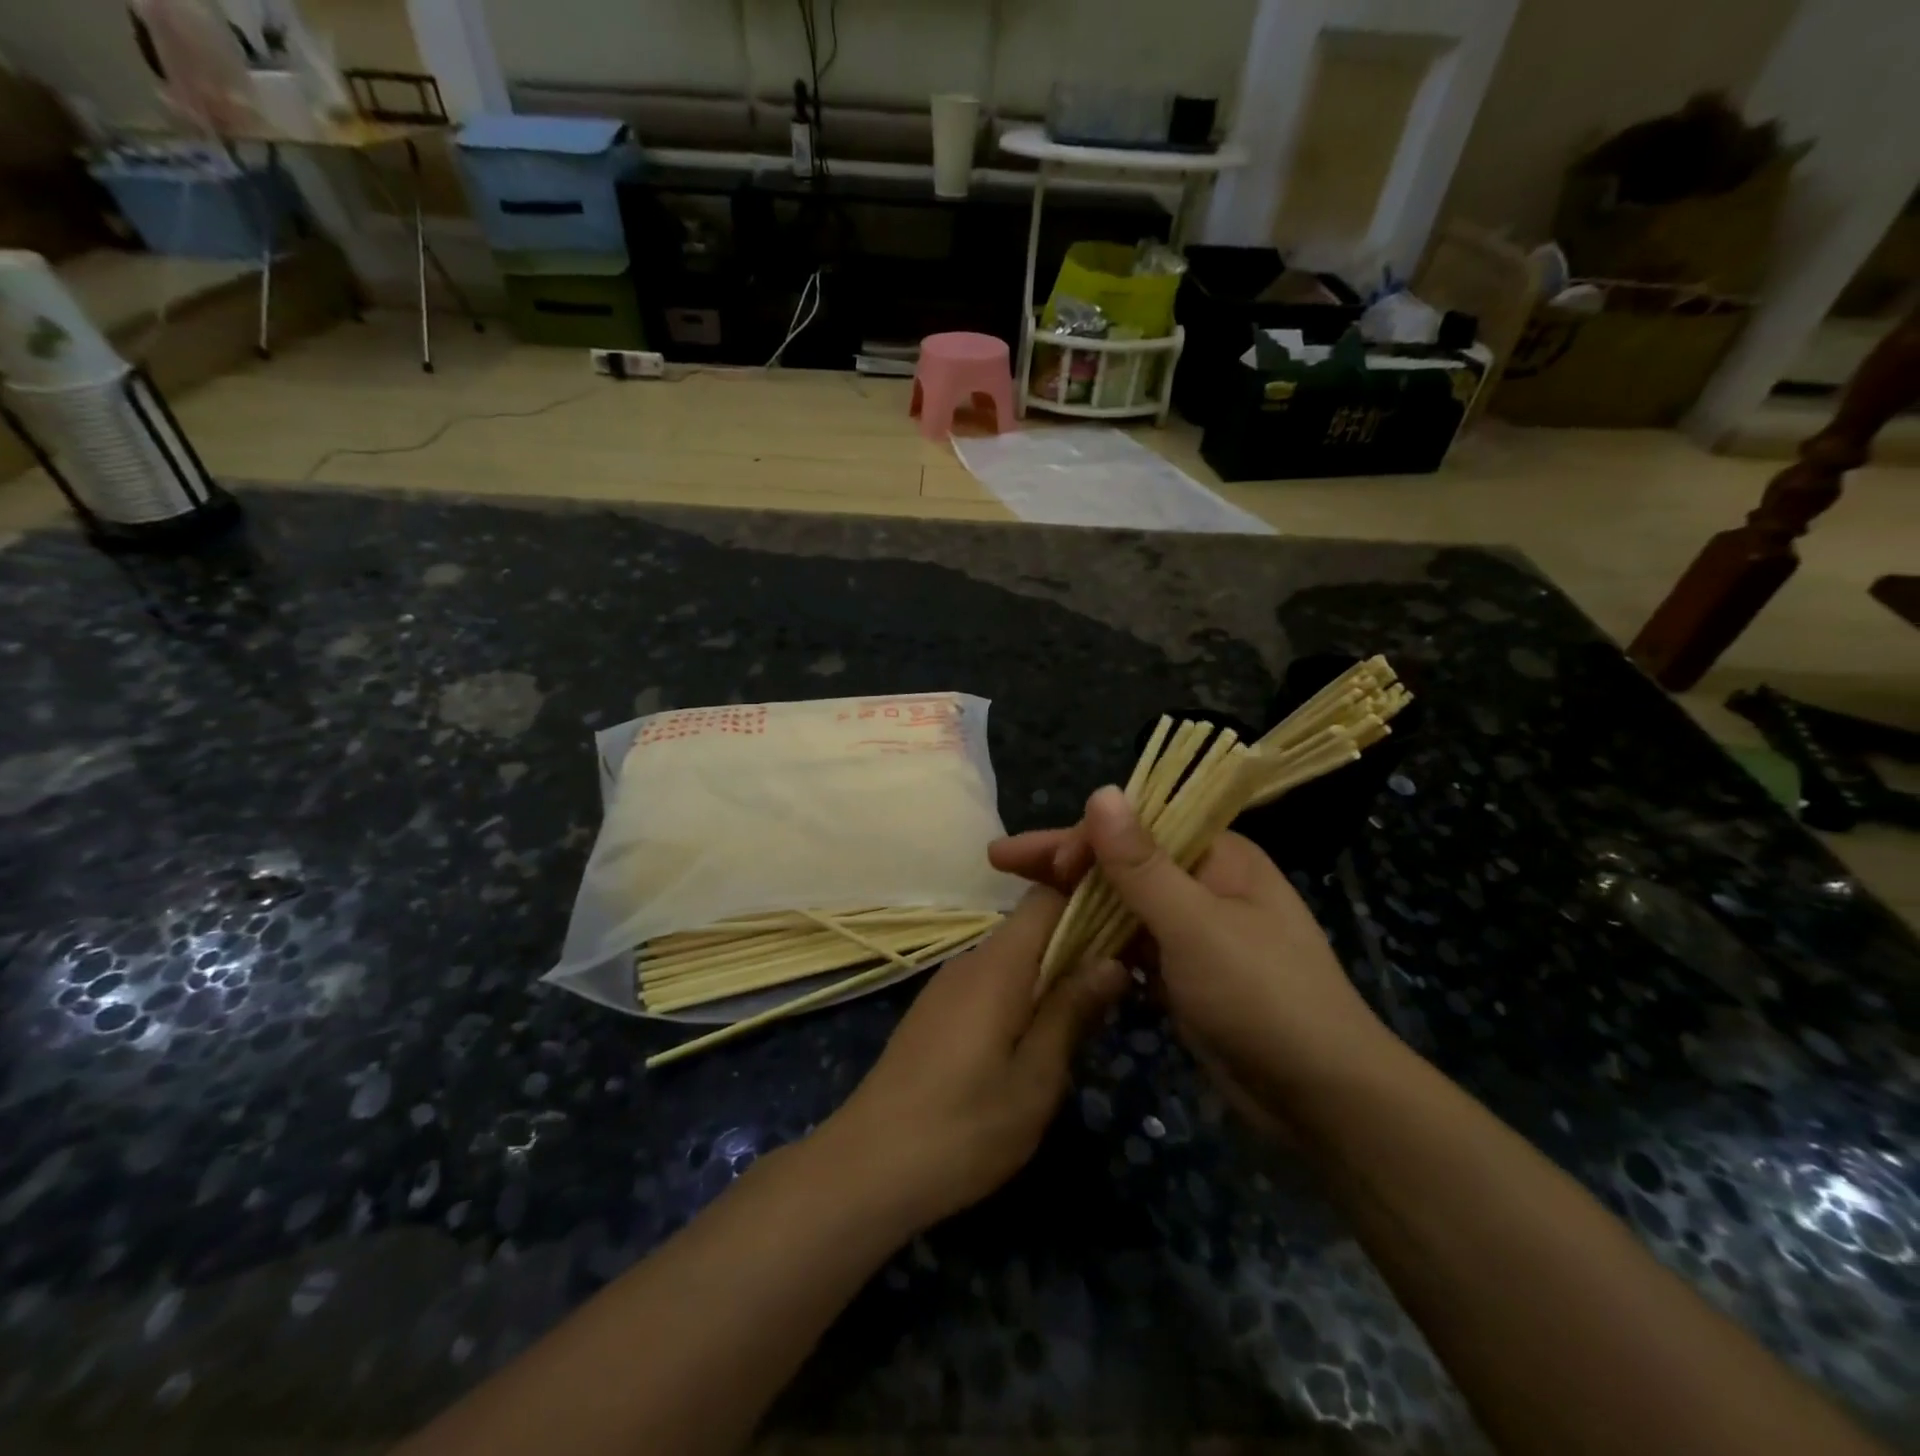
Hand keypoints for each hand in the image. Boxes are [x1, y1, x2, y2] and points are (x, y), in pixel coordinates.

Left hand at [813, 888, 1127, 1233]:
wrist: (869, 1165)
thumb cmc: (965, 1126)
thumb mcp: (1035, 1077)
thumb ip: (1072, 1011)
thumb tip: (1112, 960)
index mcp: (998, 964)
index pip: (1046, 897)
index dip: (1087, 900)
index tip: (1128, 925)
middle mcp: (970, 960)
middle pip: (1030, 927)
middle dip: (1077, 945)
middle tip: (1120, 984)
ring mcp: (948, 985)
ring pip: (1011, 958)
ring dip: (1050, 975)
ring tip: (1087, 1016)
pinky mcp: (936, 1012)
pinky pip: (990, 983)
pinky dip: (1021, 995)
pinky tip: (1036, 1039)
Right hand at [990, 787, 1393, 1120]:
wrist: (1321, 1100)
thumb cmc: (1262, 997)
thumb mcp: (1196, 925)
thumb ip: (1141, 863)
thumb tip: (1101, 791)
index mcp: (1218, 855)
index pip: (1138, 825)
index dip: (1083, 836)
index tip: (1039, 861)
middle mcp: (1204, 882)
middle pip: (1123, 861)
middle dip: (1065, 863)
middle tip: (1001, 862)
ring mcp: (1193, 930)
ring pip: (1122, 903)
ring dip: (1075, 902)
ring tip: (1020, 901)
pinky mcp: (1183, 972)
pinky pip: (1130, 943)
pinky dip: (1096, 941)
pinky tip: (1057, 944)